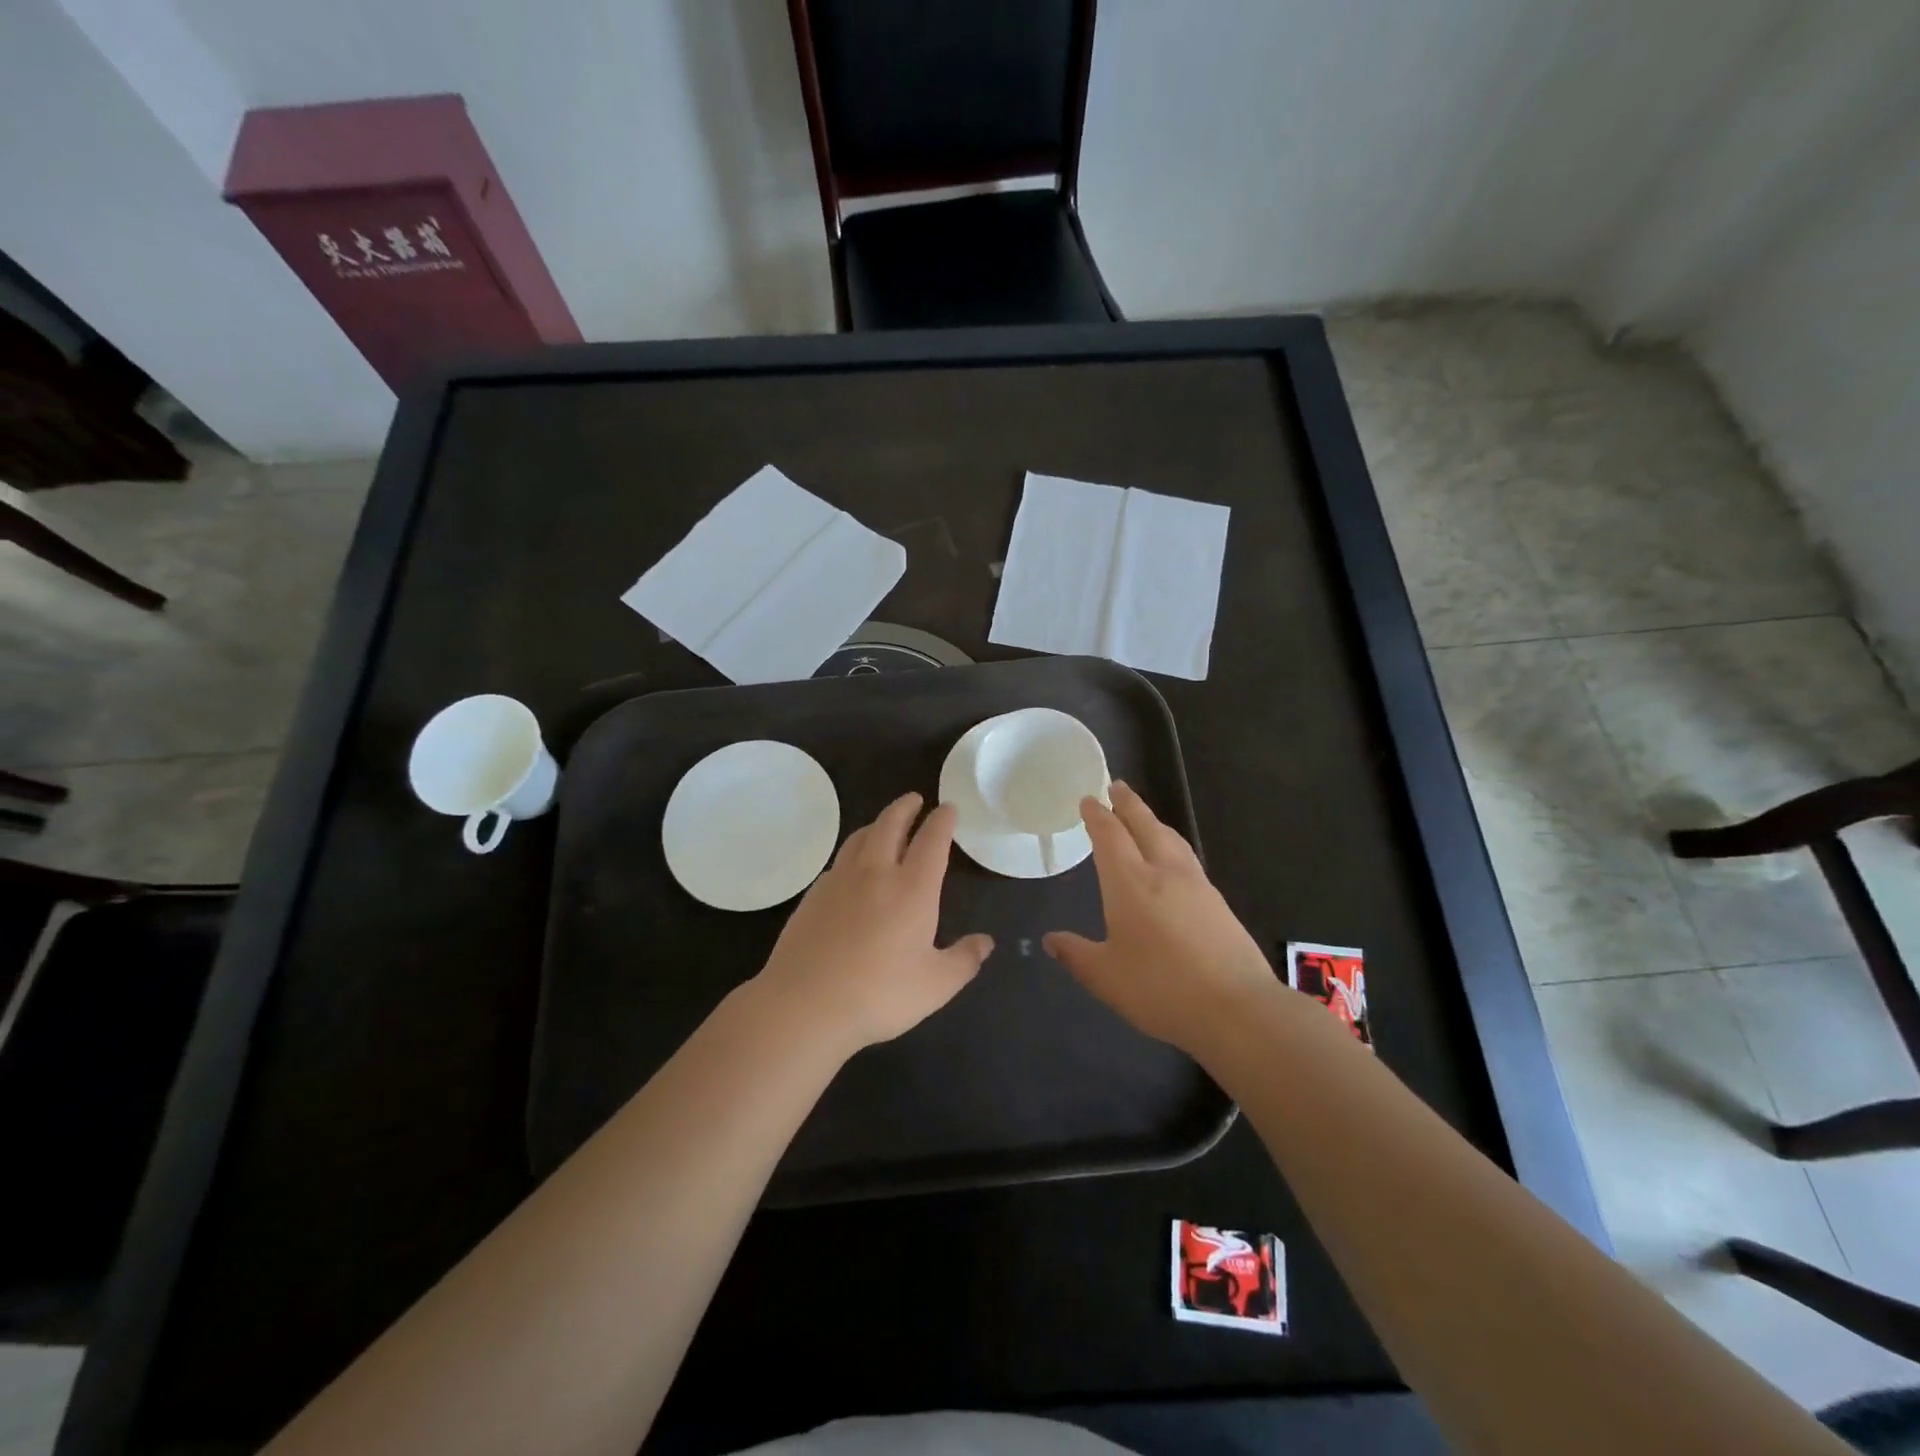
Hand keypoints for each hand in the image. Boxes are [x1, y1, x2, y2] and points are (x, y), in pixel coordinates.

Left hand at [752, 793, 992, 1058]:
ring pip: (860, 837)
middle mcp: (876, 873)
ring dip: (877, 824)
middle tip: (915, 799)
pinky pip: (839, 862)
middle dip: (906, 807)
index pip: (932, 840)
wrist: (805, 1004)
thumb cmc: (880, 994)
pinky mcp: (813, 896)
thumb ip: (964, 960)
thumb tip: (985, 942)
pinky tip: (852, 868)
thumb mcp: (936, 985)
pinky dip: (853, 853)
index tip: (948, 808)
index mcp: (912, 888)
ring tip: (885, 825)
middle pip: (891, 824)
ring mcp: (839, 881)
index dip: (942, 820)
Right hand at [1044, 781, 1278, 1057]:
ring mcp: (1196, 885)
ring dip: (1152, 821)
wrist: (1237, 1009)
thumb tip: (1050, 940)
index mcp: (1130, 883)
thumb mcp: (1105, 978)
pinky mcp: (1218, 902)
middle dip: (1128, 804)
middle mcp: (1164, 872)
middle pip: (1145, 825)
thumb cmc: (1160, 989)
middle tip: (1117, 786)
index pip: (1110, 836)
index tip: (1089, 799)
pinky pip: (1187, 858)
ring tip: (1143, 817)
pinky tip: (1172, 861)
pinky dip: (1171, 844)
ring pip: (1171, 839)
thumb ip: (1076, 955)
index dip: (1097, 816)